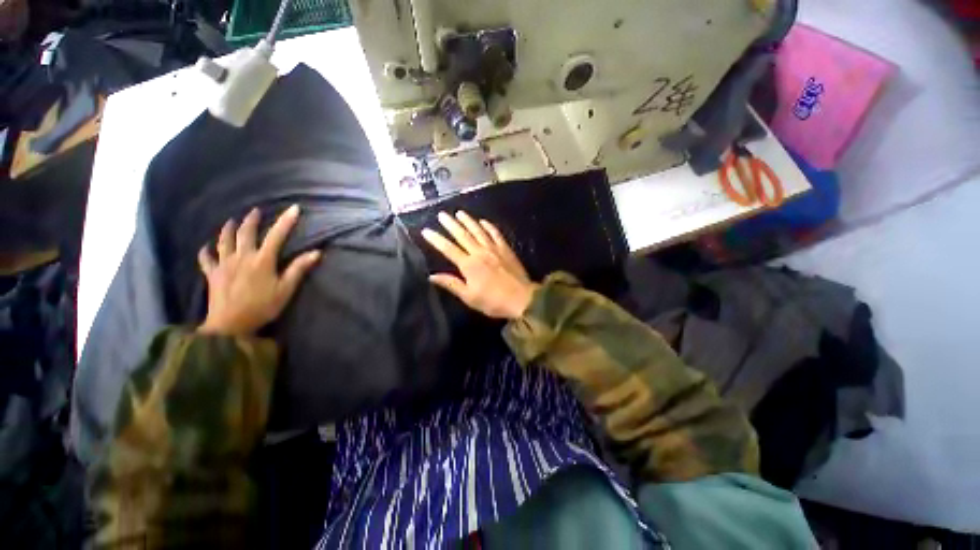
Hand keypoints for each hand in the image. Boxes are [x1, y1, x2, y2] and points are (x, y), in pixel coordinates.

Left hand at [197, 205, 320, 335]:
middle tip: (255, 211)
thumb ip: (298, 269)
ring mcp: (224, 264)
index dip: (286, 221)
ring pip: (224, 241)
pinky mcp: (212, 274)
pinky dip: (206, 251)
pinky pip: (206, 259)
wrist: (230, 325)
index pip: (276, 236)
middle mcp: (241, 257)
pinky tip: (206, 246)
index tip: (294, 208)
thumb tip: (316, 252)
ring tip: (230, 221)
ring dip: (228, 229)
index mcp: (262, 260)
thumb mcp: (285, 289)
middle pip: (245, 233)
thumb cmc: (262, 307)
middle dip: (252, 220)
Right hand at [422, 211, 537, 319]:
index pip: (448, 249)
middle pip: (463, 235)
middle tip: (442, 214)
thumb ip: (451, 284)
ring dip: (468, 221)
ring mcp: (494, 249)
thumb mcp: (469, 297)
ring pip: (478, 231)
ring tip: (459, 213)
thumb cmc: (493, 301)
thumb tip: (432, 276)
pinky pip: (496, 234)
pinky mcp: (506, 249)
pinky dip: (488, 226)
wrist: (521, 299)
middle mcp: (479, 252)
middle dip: (451, 224)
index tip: (426, 230)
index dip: (437, 239)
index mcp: (469, 265)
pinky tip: (483, 221)